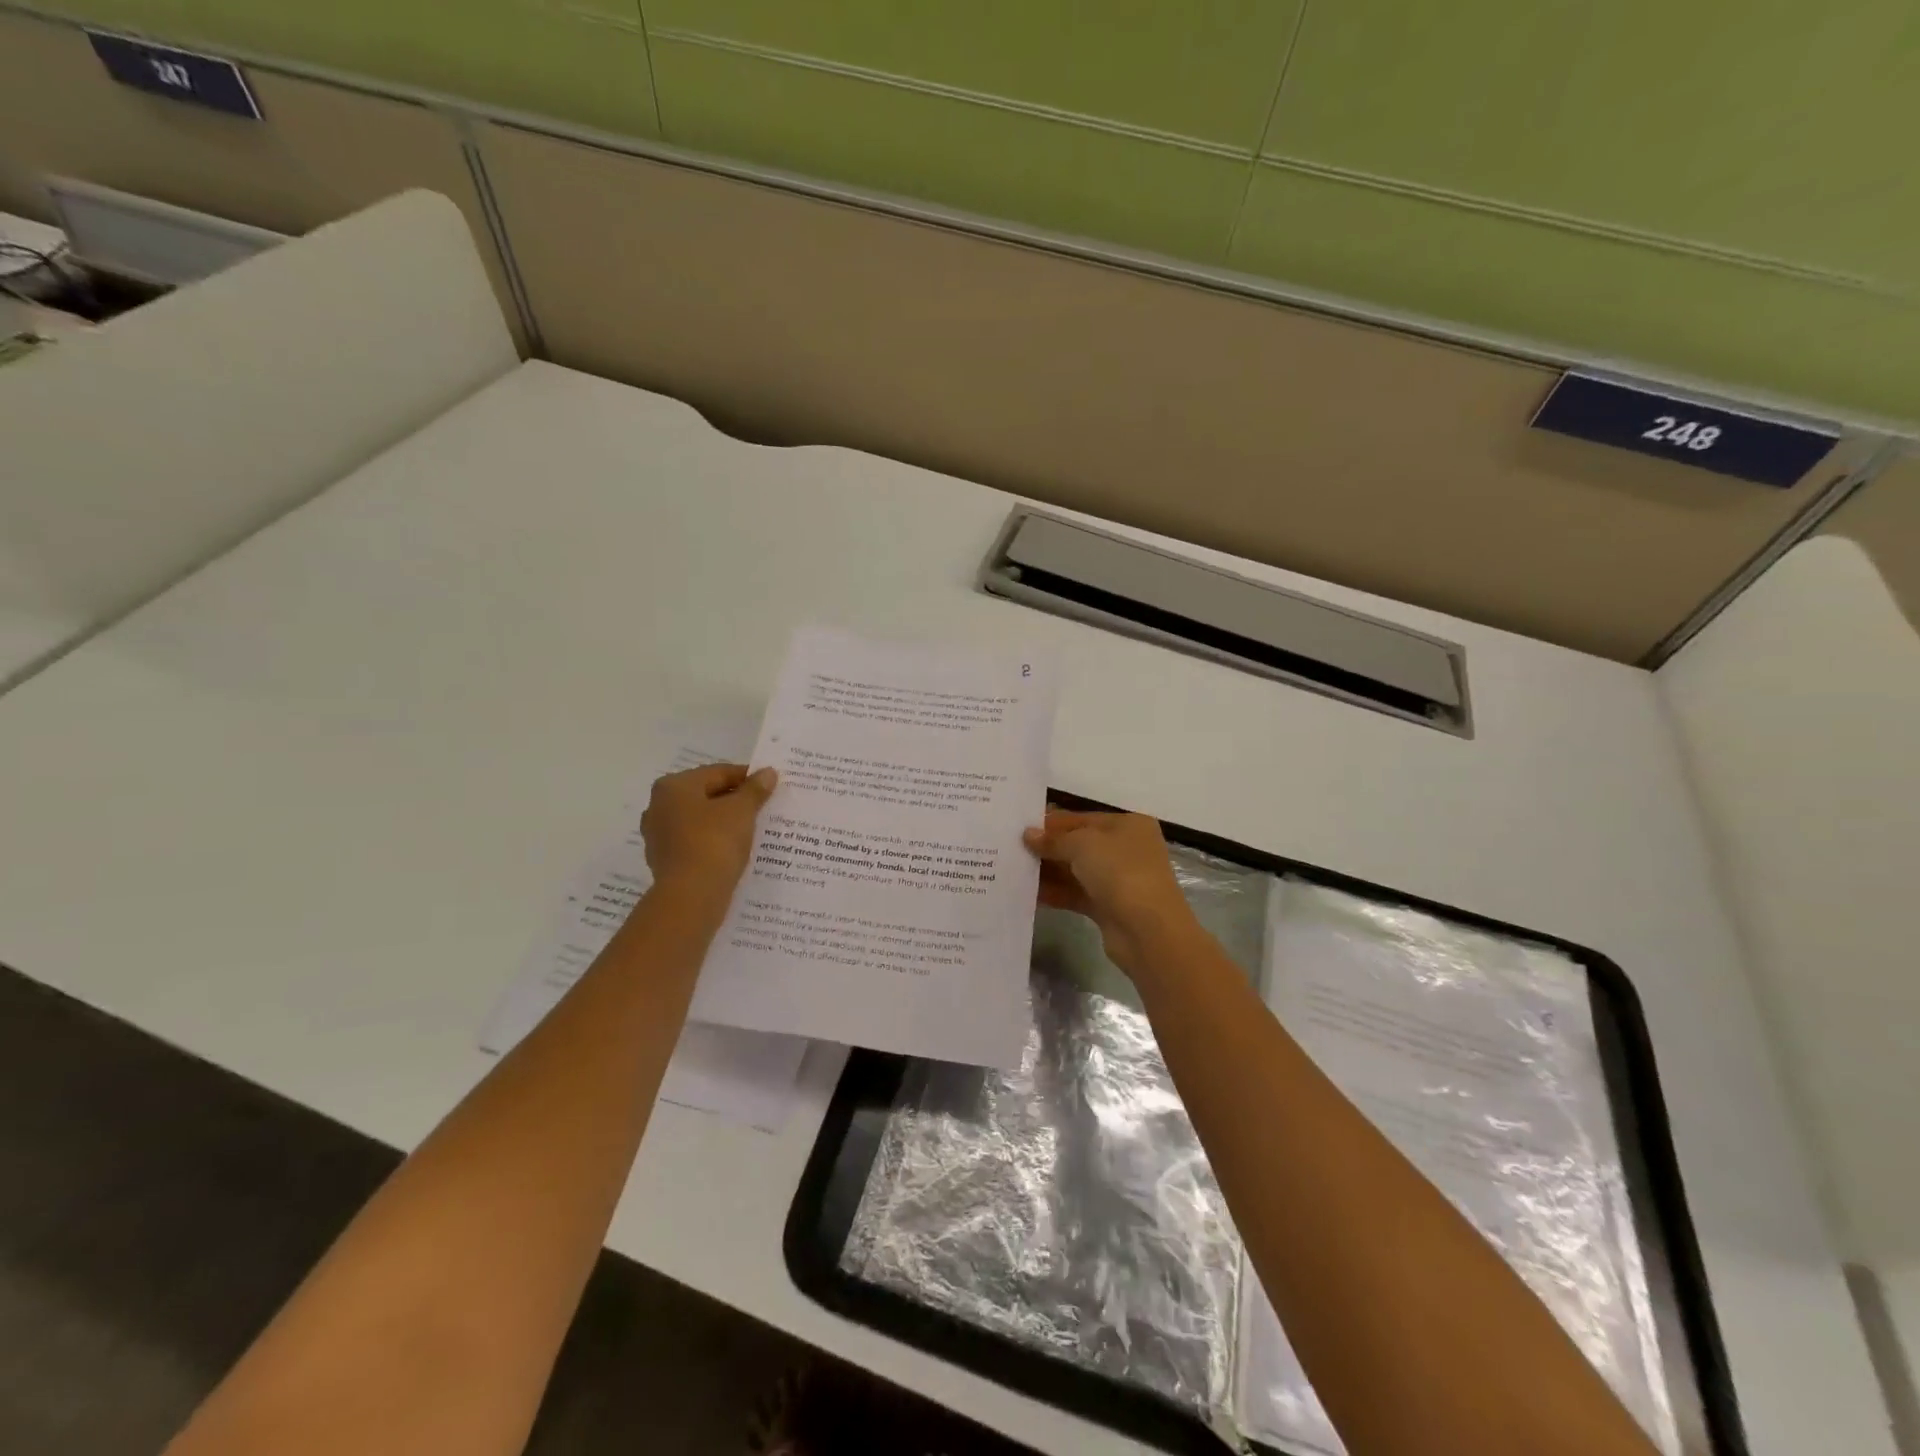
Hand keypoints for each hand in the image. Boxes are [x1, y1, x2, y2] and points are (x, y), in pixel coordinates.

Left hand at [640, 764, 776, 898]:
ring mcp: (659, 836)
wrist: (691, 896)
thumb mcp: (742, 811)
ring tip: (753, 829)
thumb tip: (767, 772)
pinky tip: (734, 850)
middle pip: (706, 795)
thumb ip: (755, 789)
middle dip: (735, 800)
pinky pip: (696, 843)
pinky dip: (714, 842)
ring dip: (725, 822)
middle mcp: (659, 806)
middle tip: (764, 807)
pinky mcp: (665, 861)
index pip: (718, 772)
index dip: (747, 777)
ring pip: (700, 820)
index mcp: (673, 786)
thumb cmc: (714, 842)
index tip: (770, 786)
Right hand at [1022, 809, 1197, 976]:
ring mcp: (1118, 880)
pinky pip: (1076, 894)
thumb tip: (1029, 835)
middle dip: (1047, 847)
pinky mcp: (1109, 907)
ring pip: (1076, 871)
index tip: (1020, 828)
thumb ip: (1053, 839)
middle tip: (1011, 849)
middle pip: (1078, 844)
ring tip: (1013, 869)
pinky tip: (1028, 893)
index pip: (1082, 818)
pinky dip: (1055, 892)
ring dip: (1048, 871)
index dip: (1052, 823)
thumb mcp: (1083, 845)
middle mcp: (1126, 849)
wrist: (1149, 931)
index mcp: (1128, 825)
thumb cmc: (1120, 873)